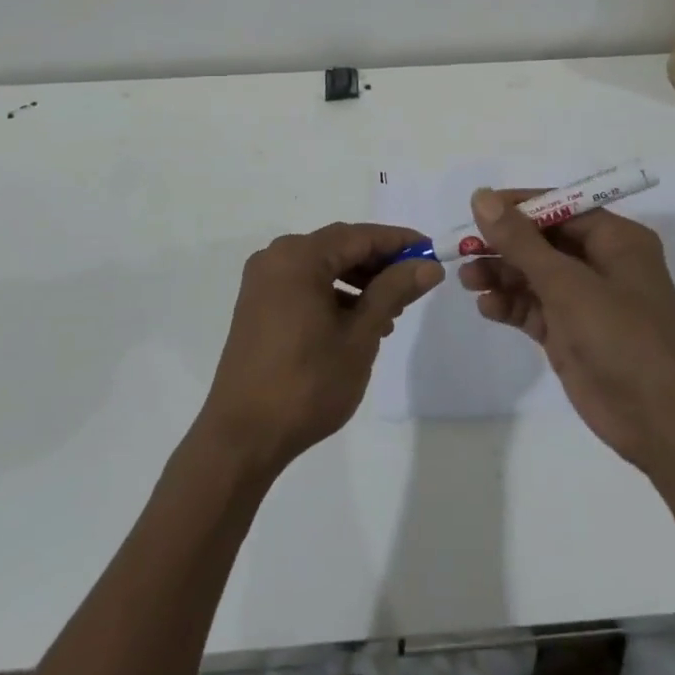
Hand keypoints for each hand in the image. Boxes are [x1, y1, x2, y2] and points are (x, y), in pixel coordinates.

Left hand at [198, 223, 442, 473]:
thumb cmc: (307, 383)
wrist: (242, 437)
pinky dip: (333, 293)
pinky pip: (304, 284)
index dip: (399, 242)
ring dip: (358, 280)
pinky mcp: (257, 305)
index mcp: (299, 257)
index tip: (431, 251)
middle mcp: (276, 257)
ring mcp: (263, 281)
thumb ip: (393, 291)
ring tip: (390, 311)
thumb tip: (428, 265)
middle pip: (339, 247)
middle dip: (379, 262)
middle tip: (415, 283)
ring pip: (322, 266)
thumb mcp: (360, 336)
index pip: (360, 236)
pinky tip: (356, 322)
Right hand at [459, 189, 674, 470]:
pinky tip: (486, 307)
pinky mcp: (570, 333)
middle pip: (542, 241)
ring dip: (500, 275)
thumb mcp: (566, 282)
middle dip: (503, 245)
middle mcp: (601, 263)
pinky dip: (510, 305)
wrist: (658, 420)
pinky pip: (533, 308)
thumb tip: (481, 197)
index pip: (559, 208)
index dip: (517, 207)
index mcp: (615, 240)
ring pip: (533, 276)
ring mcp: (585, 301)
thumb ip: (520, 241)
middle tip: (464, 249)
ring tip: (466, 280)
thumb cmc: (620, 335)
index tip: (477, 209)